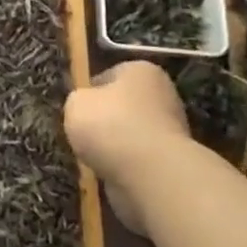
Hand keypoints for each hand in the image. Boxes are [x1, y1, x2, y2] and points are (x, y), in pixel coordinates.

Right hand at [64, 61, 191, 231]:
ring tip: (93, 158)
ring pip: (129, 134)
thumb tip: (85, 108)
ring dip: (113, 146)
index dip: (88, 91)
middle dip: (103, 120)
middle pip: (121, 106)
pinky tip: (109, 172)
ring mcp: (171, 130)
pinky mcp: (171, 162)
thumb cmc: (111, 126)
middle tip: (81, 134)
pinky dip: (123, 166)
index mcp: (141, 70)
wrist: (151, 176)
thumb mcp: (76, 103)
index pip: (108, 75)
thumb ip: (78, 100)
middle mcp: (162, 94)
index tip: (75, 109)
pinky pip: (137, 159)